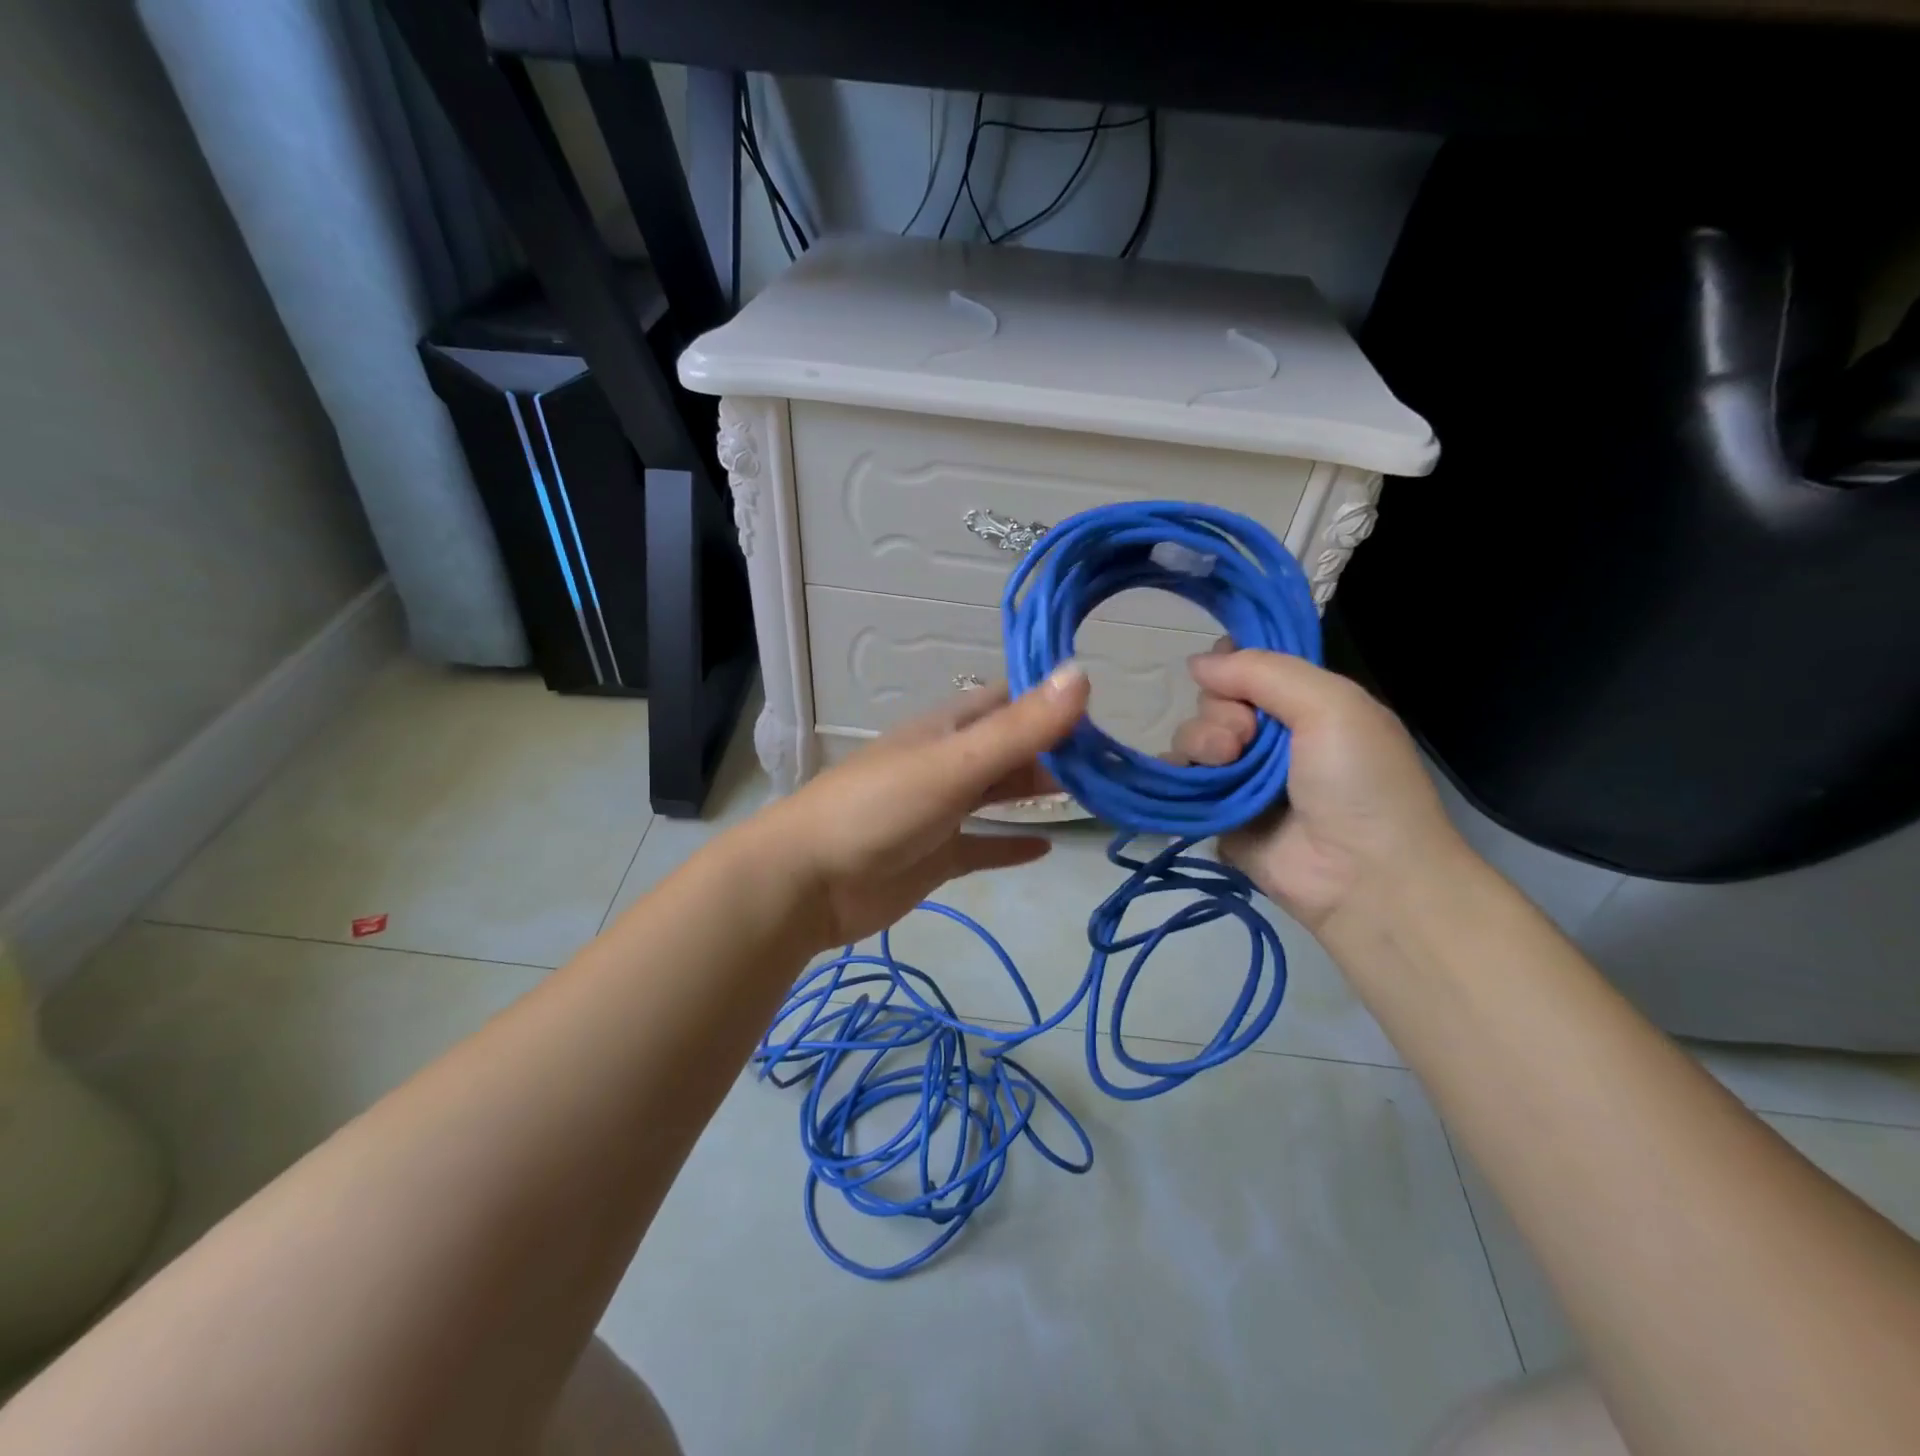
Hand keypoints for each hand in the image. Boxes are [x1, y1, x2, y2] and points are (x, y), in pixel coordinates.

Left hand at [744, 665, 1091, 950]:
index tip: (1106, 710)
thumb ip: (1019, 728)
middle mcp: (946, 762)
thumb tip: (1082, 674)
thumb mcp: (954, 763)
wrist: (807, 881)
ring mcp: (940, 811)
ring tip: (1095, 797)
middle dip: (1056, 751)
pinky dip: (1011, 844)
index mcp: (947, 729)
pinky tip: (1046, 846)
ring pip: (999, 794)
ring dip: (1038, 793)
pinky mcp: (936, 856)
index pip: (1009, 702)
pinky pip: (983, 845)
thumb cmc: (879, 809)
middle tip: (1115, 763)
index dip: (1053, 701)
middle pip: (1010, 749)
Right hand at [1171, 645, 1465, 931]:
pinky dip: (1175, 770)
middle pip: (1215, 699)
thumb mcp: (1332, 704)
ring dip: (1202, 740)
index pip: (1252, 666)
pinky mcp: (1216, 811)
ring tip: (1225, 762)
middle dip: (1222, 710)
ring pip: (1193, 735)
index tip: (1228, 670)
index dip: (1232, 662)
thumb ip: (1264, 671)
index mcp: (1306, 704)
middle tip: (1247, 737)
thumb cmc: (1360, 781)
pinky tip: (1189, 776)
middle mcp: (1271, 736)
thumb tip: (1197, 663)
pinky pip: (1178, 778)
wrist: (1363, 876)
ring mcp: (1241, 775)